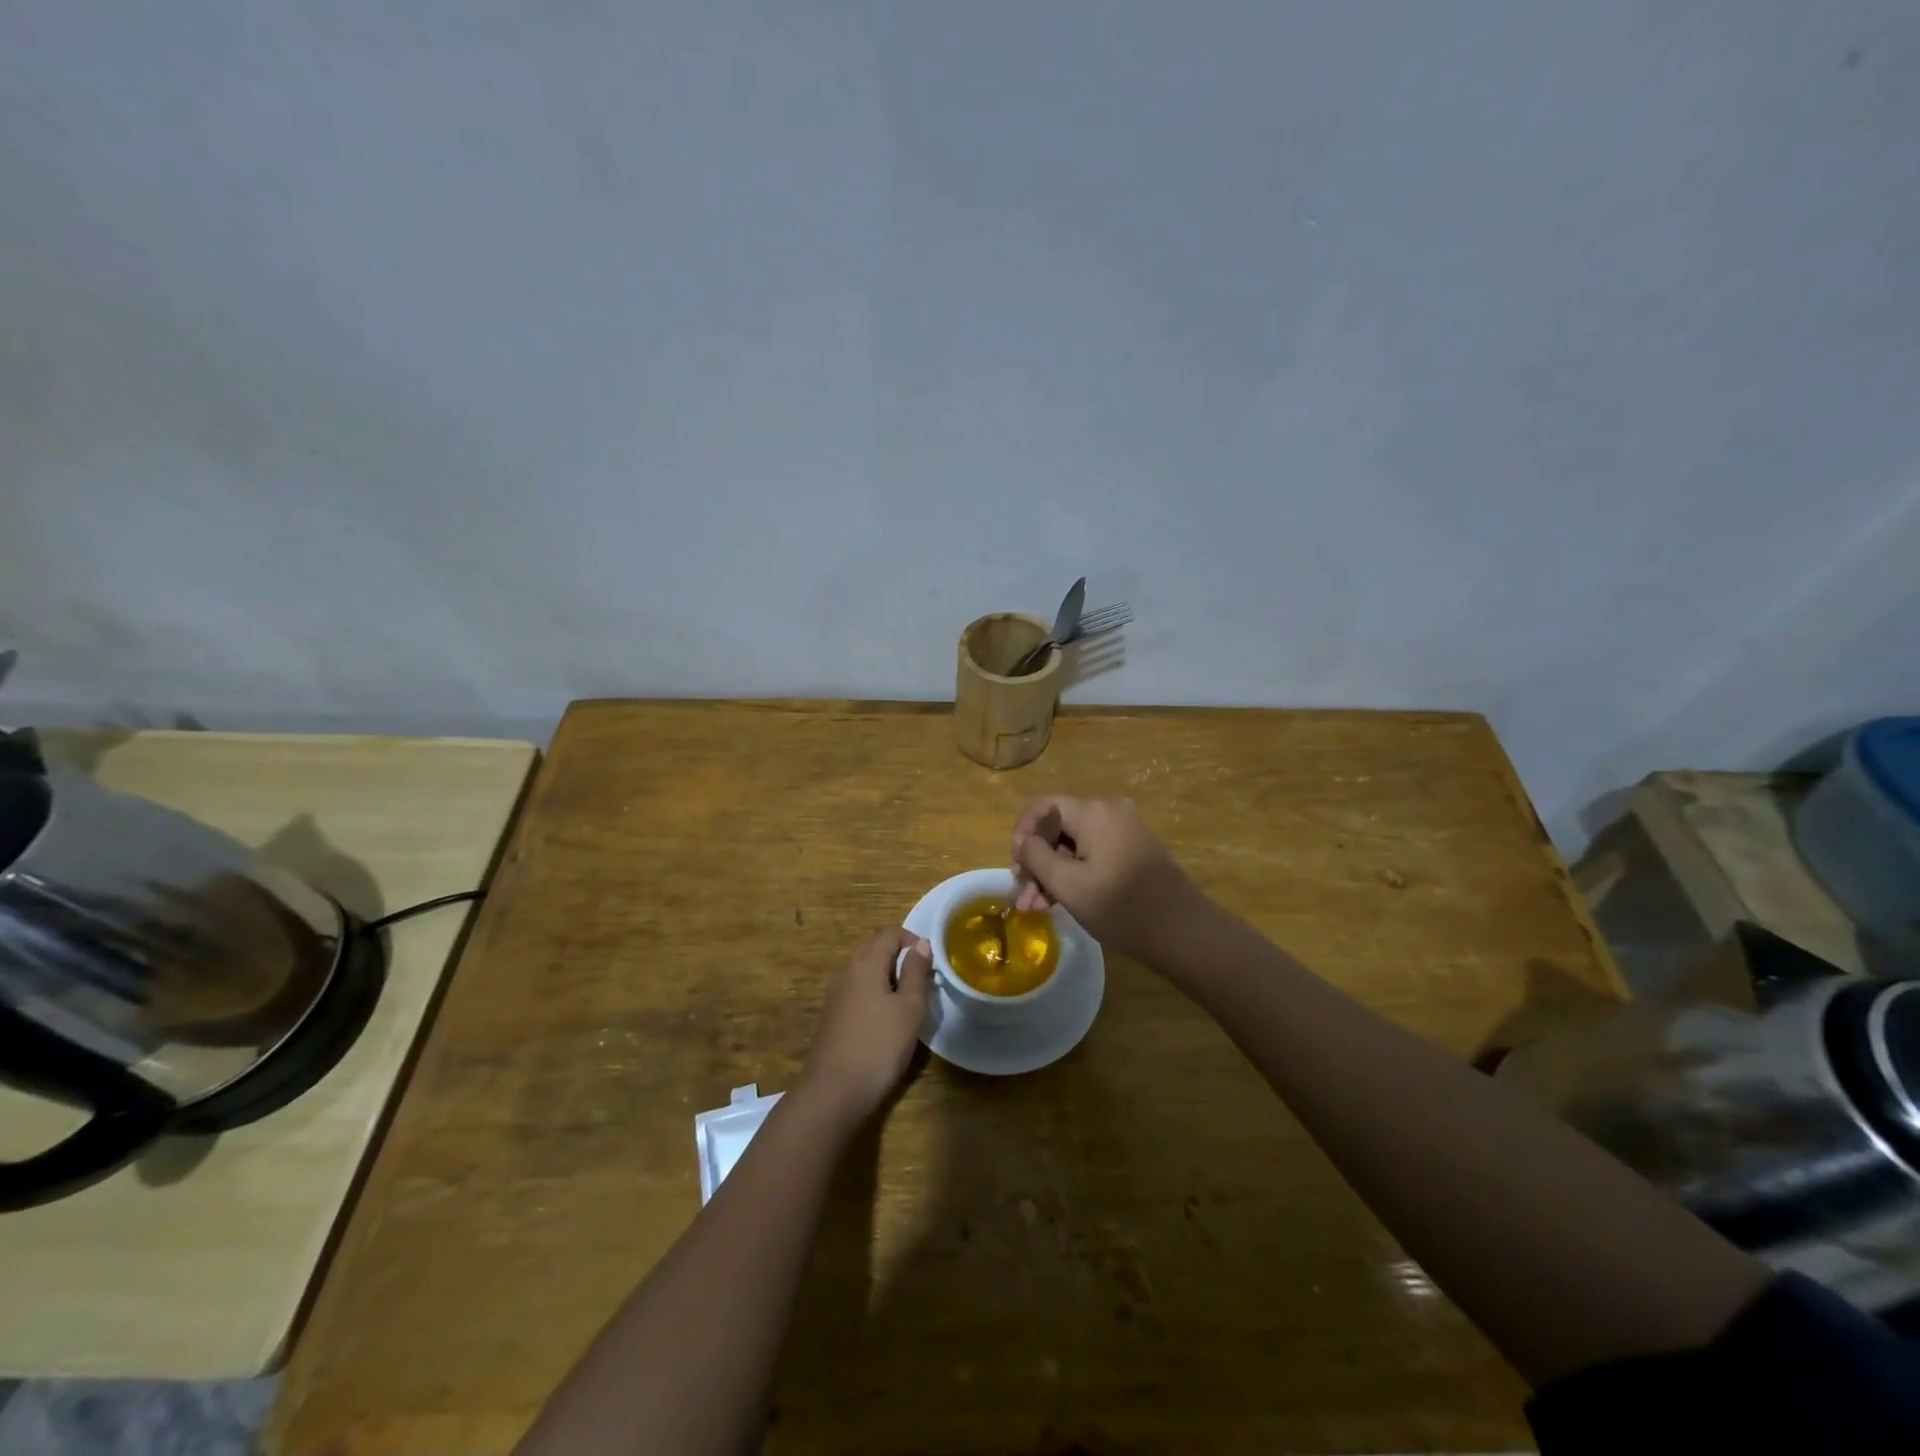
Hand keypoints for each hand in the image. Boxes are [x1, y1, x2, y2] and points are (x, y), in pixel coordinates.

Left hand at [799, 927, 932, 1123]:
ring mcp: (836, 992)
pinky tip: (886, 1018)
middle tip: (922, 980)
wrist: (833, 1092)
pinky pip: (858, 989)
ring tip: (908, 1000)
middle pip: (875, 947)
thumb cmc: (879, 1045)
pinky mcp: (833, 1014)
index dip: (913, 940)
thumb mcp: (909, 1008)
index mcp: (866, 961)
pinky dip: (875, 992)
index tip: (931, 964)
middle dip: (900, 956)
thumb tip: (921, 944)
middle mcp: (847, 969)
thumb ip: (917, 972)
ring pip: (866, 969)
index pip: (890, 933)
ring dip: (888, 975)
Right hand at [1010, 796, 1208, 965]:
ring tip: (1036, 907)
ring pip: (1073, 845)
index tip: (1015, 867)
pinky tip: (1059, 902)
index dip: (1021, 832)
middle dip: (1035, 861)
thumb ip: (1036, 856)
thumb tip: (1023, 840)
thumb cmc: (1120, 907)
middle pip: (1057, 828)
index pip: (1043, 807)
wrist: (1183, 932)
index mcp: (1093, 812)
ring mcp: (1124, 831)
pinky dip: (1073, 874)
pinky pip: (1092, 854)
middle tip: (1022, 897)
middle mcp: (1109, 812)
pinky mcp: (1133, 851)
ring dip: (1051, 873)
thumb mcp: (1068, 884)